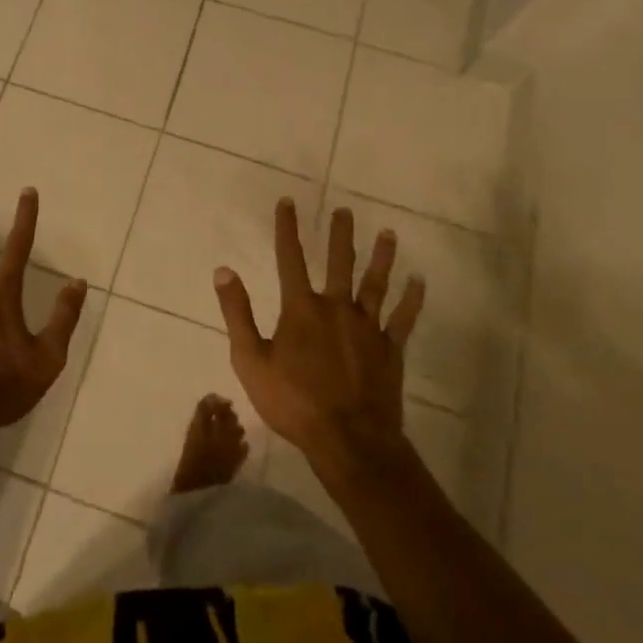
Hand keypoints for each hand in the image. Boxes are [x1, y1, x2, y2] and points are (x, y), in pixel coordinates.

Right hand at [213, 199, 423, 475]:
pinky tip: (419, 281)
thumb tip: (224, 271)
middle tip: (345, 210)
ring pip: (375, 284)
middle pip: (339, 263)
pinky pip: (403, 318)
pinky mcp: (390, 349)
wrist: (348, 441)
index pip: (290, 259)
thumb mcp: (250, 360)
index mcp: (301, 309)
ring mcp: (367, 328)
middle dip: (340, 235)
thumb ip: (238, 314)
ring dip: (381, 257)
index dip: (287, 229)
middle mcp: (336, 308)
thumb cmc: (293, 402)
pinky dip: (412, 299)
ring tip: (388, 233)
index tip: (287, 202)